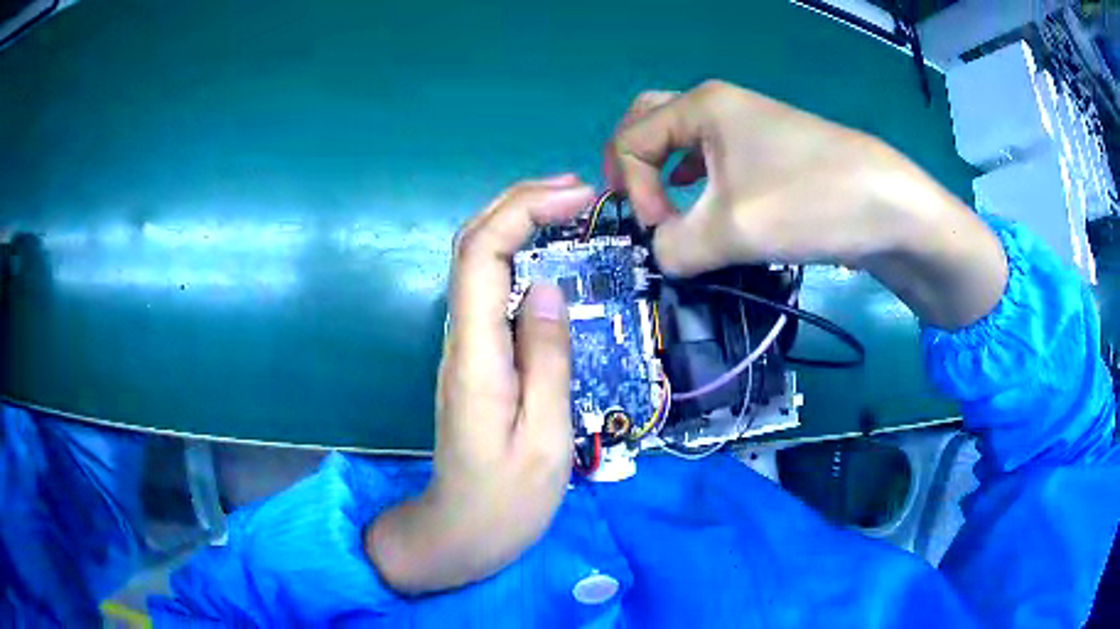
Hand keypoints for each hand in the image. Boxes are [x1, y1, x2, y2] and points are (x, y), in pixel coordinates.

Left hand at [366, 176, 593, 593]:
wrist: (460, 534)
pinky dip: (517, 255)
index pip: (482, 255)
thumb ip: (546, 359)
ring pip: (476, 263)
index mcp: (476, 356)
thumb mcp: (545, 439)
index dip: (524, 210)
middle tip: (577, 189)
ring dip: (517, 222)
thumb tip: (549, 286)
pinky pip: (489, 290)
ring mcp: (463, 348)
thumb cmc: (507, 502)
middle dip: (518, 202)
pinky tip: (549, 256)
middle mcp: (460, 340)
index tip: (578, 198)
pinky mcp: (475, 359)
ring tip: (568, 209)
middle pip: (471, 245)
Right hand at [606, 81, 1006, 329]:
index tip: (661, 230)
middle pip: (649, 122)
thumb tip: (661, 254)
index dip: (633, 189)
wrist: (891, 208)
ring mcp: (748, 126)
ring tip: (664, 206)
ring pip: (681, 138)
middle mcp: (719, 106)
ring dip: (661, 170)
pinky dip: (694, 177)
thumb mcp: (732, 230)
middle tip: (635, 202)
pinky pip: (712, 155)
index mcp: (702, 106)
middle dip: (632, 163)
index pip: (631, 140)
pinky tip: (702, 201)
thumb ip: (675, 247)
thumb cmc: (810, 202)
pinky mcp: (770, 152)